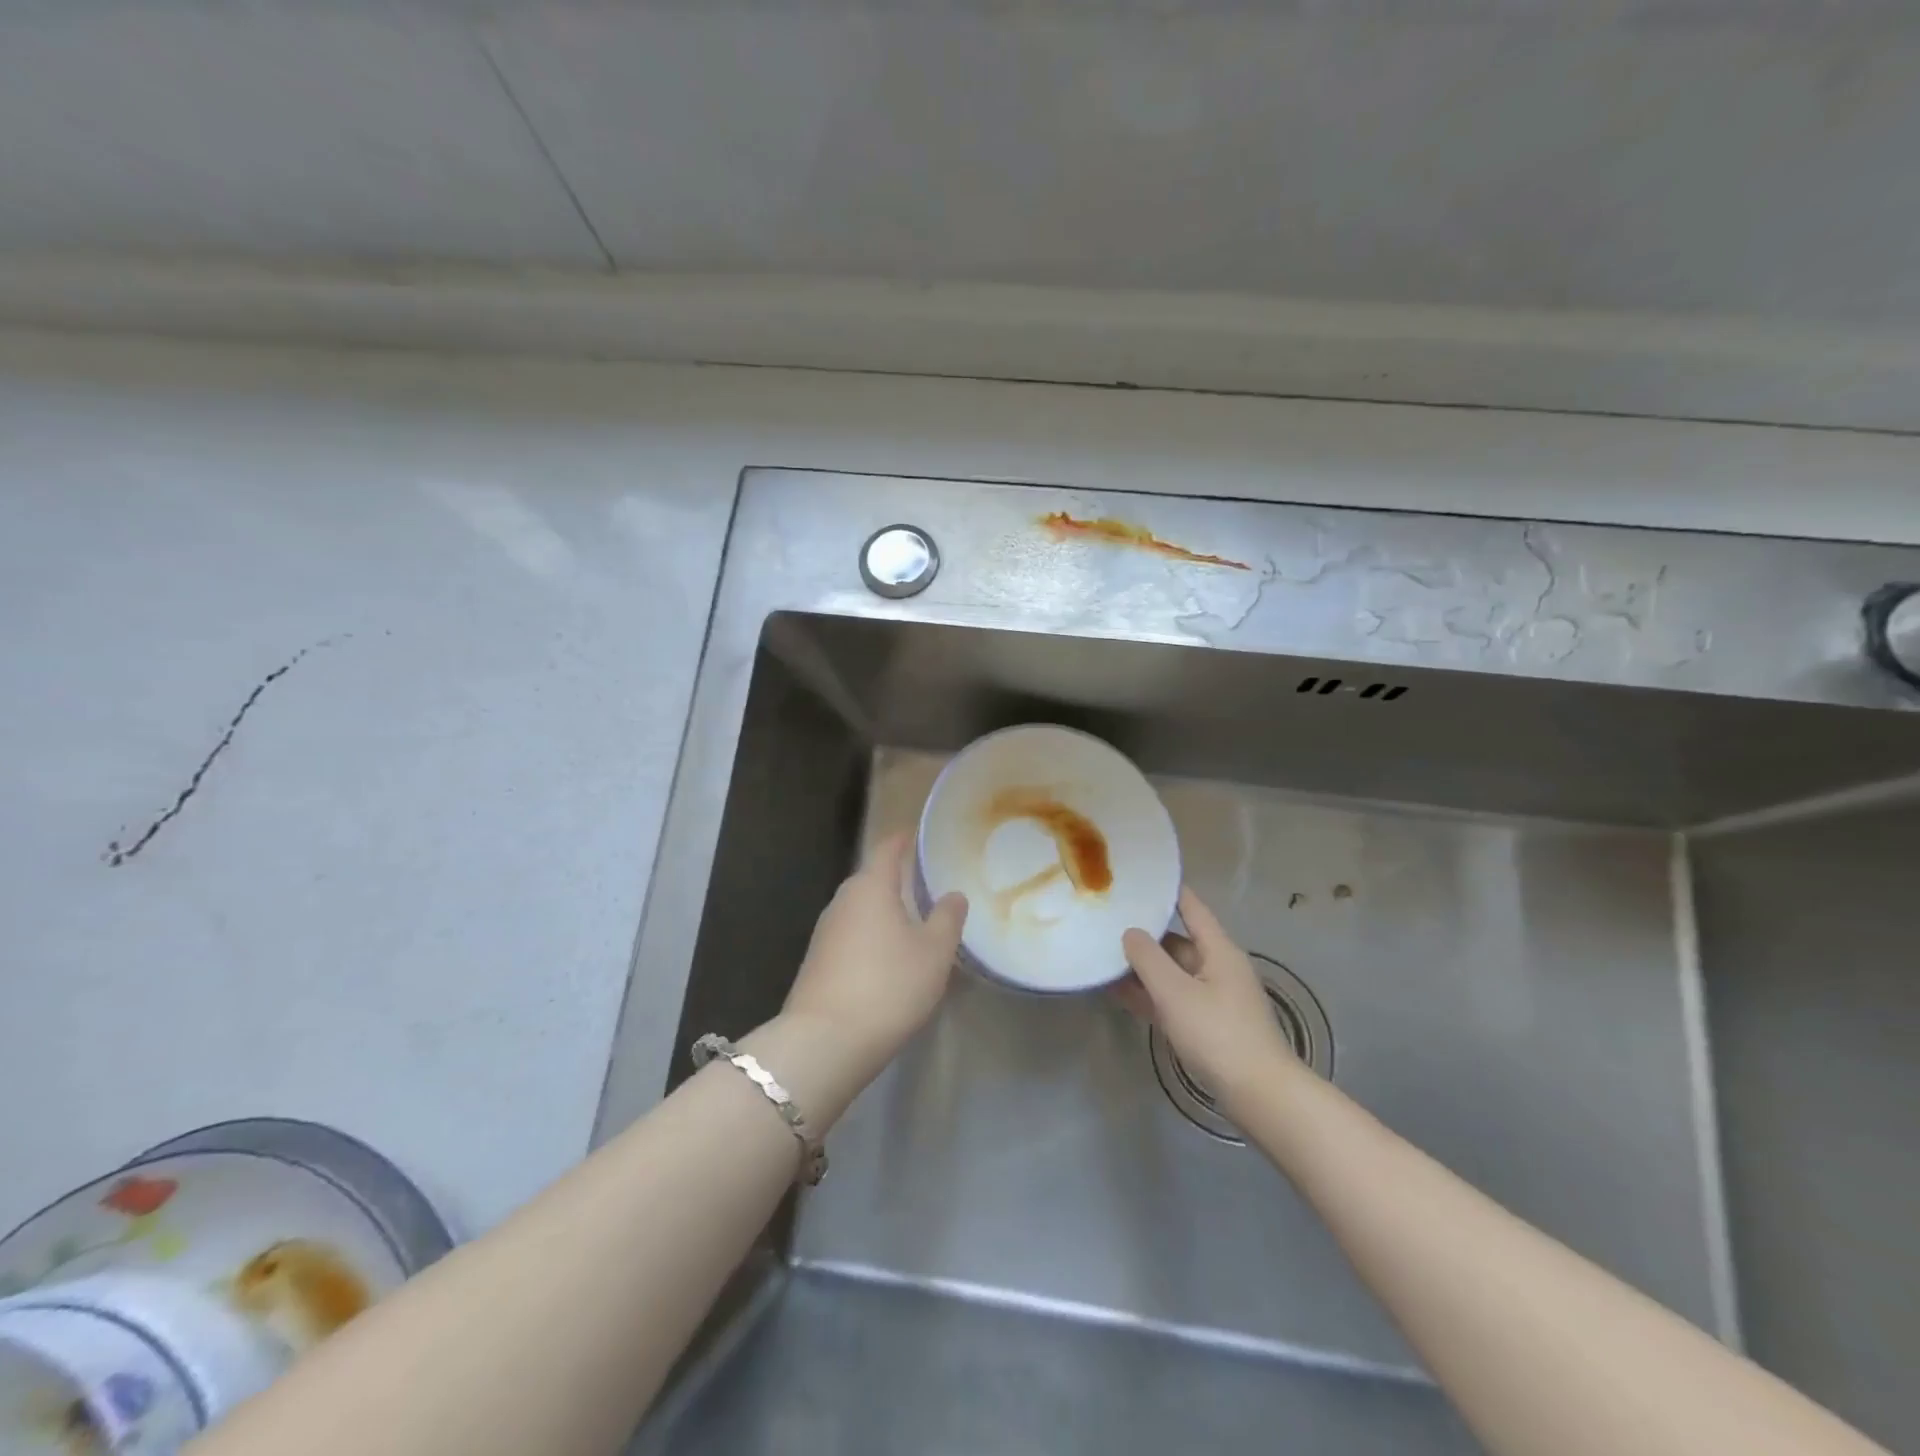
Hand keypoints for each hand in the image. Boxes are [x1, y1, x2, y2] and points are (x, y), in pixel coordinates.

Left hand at [781, 831, 967, 1076]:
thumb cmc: (888, 986)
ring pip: (860, 910)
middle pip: (871, 879)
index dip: (903, 840)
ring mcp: (825, 933)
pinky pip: (851, 937)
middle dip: (896, 879)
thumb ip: (947, 918)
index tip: (917, 835)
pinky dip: (871, 938)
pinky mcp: (816, 963)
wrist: (825, 1042)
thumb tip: (953, 895)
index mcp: (871, 887)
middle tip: (926, 885)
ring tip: (912, 922)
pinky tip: (887, 958)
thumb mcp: (934, 953)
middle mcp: (843, 901)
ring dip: (883, 912)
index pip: (887, 850)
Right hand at [1120, 887, 1297, 1110]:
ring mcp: (1213, 998)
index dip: (1167, 892)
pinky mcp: (1207, 1025)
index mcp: (1218, 950)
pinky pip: (1172, 999)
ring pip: (1172, 972)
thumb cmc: (1218, 1034)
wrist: (1259, 1095)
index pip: (1191, 907)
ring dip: (1143, 967)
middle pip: (1178, 941)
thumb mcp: (1175, 992)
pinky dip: (1149, 994)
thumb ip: (1148, 958)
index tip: (1139, 879)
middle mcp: (1218, 968)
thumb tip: (1130, 932)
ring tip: (1104, 956)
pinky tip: (1119, 992)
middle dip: (1145, 933)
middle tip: (1107, 921)